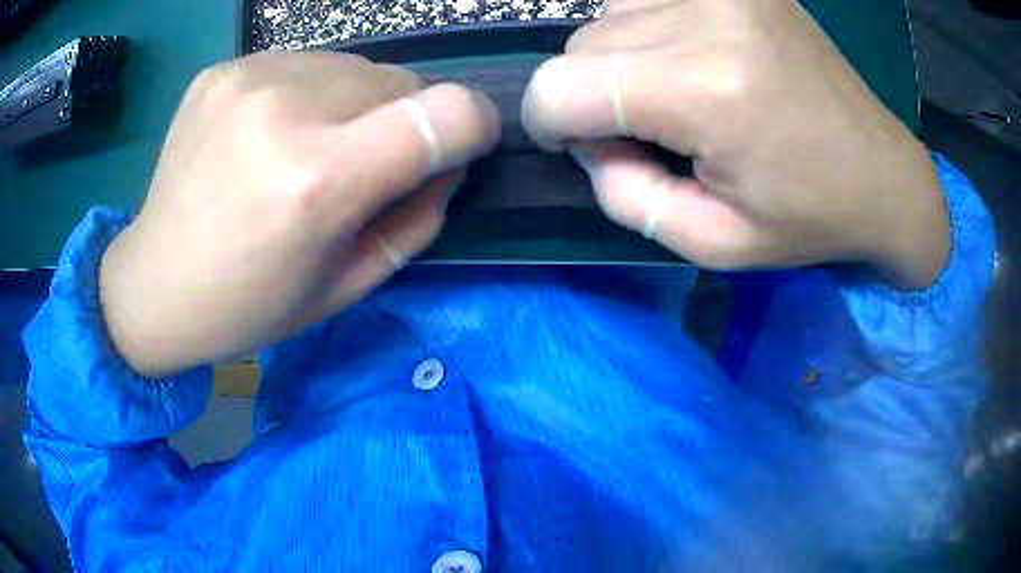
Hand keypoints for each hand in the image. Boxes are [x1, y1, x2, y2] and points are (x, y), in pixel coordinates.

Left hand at [100, 52, 498, 375]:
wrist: (155, 283)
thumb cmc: (249, 304)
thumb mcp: (347, 285)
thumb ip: (417, 218)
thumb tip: (448, 161)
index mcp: (318, 180)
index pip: (447, 112)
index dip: (473, 125)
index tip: (462, 145)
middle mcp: (284, 110)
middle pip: (401, 80)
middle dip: (404, 120)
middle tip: (361, 165)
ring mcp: (247, 80)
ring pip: (356, 65)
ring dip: (356, 104)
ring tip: (307, 149)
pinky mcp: (223, 70)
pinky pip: (305, 63)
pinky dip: (309, 94)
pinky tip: (269, 133)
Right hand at [523, 0, 948, 288]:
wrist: (883, 172)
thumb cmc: (809, 217)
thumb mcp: (713, 243)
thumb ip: (625, 195)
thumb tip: (587, 139)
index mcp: (707, 89)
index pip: (558, 85)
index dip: (550, 122)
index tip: (585, 147)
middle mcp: (707, 14)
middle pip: (581, 45)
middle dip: (596, 95)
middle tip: (658, 131)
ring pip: (607, 16)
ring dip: (624, 61)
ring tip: (684, 95)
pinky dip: (650, 32)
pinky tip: (697, 60)